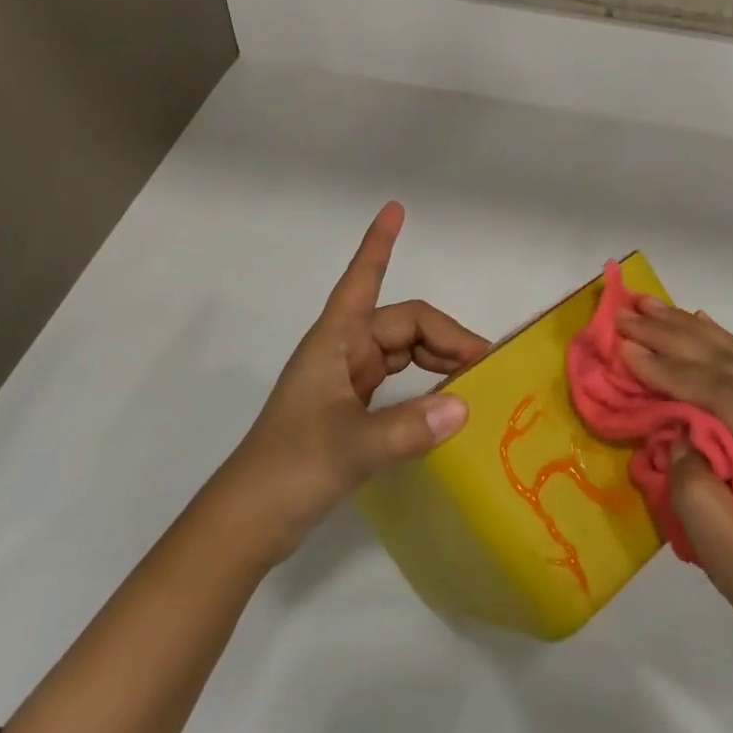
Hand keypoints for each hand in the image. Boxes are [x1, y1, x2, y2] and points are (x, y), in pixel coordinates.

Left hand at [225, 202, 487, 560]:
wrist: (247, 523)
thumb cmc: (288, 469)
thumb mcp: (351, 448)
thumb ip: (408, 428)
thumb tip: (464, 405)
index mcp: (335, 342)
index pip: (362, 278)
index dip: (378, 244)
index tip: (395, 209)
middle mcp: (342, 352)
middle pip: (402, 324)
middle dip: (445, 336)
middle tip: (485, 363)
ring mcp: (345, 381)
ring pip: (403, 352)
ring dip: (438, 358)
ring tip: (475, 378)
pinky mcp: (349, 410)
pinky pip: (397, 381)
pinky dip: (425, 384)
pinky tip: (446, 401)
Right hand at [615, 301, 732, 705]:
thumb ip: (700, 500)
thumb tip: (676, 438)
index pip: (732, 398)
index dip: (674, 371)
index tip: (624, 347)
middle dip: (678, 337)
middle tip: (627, 311)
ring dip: (697, 334)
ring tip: (652, 307)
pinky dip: (723, 349)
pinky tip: (702, 330)